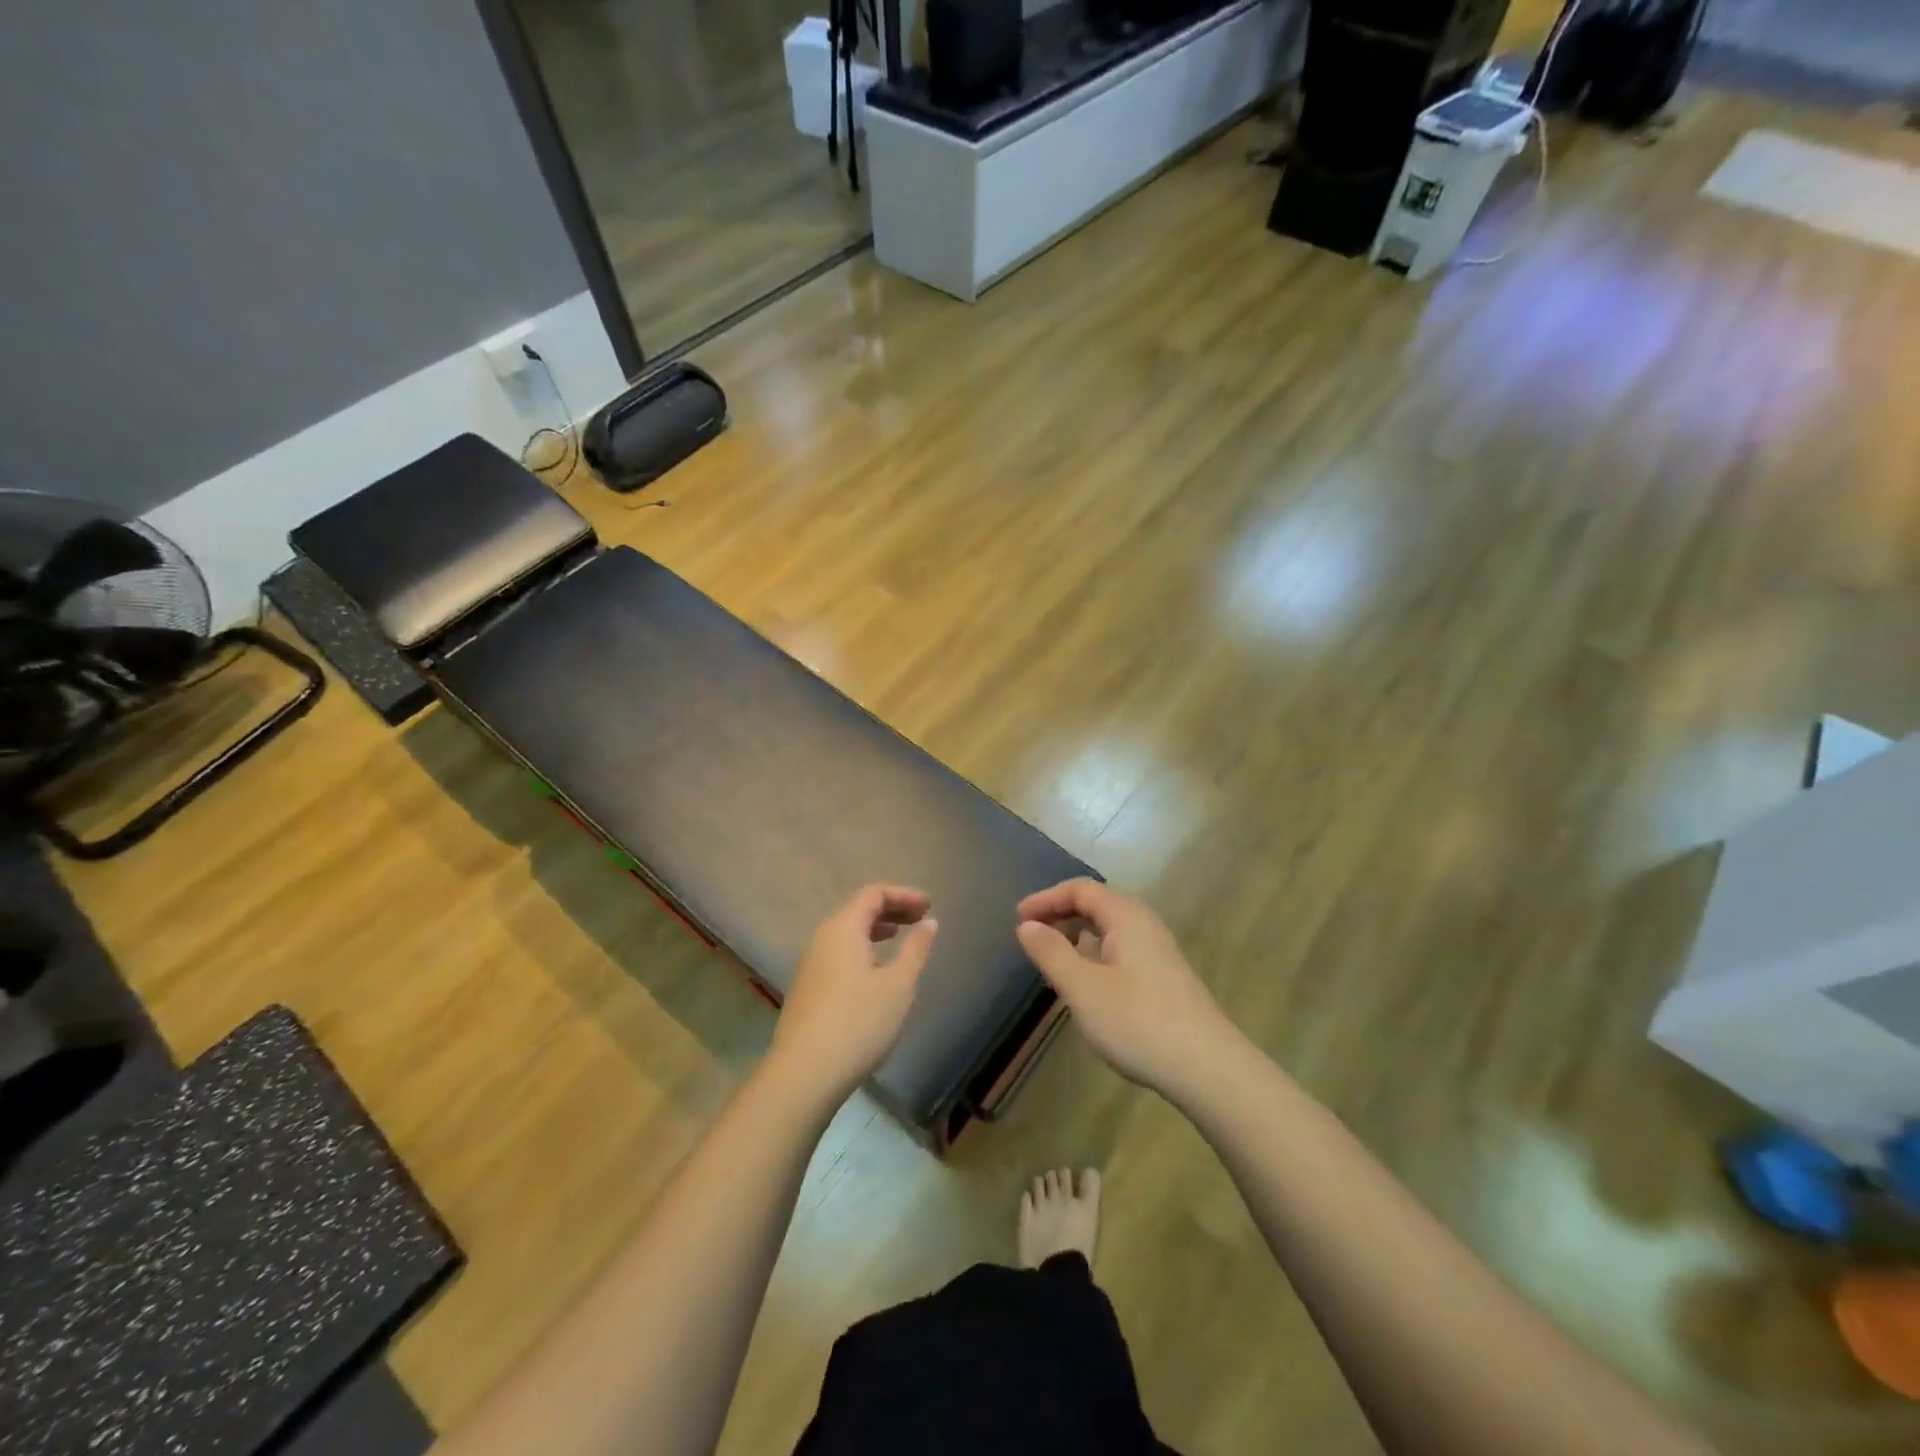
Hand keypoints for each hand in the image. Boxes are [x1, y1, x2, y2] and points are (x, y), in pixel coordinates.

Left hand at [766, 884, 937, 1106]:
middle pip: (858, 910)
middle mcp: (822, 939)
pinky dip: (862, 950)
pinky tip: (876, 973)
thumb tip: (928, 922)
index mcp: (843, 928)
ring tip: (900, 939)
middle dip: (891, 910)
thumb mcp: (898, 985)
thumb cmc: (859, 1022)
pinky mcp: (808, 990)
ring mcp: (811, 965)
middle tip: (920, 919)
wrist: (805, 1074)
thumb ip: (915, 949)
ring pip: (847, 934)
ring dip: (876, 931)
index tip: (929, 906)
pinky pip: (839, 954)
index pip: (873, 894)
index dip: (904, 895)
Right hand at [1016, 879, 1236, 1097]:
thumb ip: (1051, 952)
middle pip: (1096, 906)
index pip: (1080, 890)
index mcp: (1126, 916)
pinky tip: (1086, 987)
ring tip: (1052, 962)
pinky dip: (1094, 957)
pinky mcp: (1164, 978)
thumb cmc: (1138, 1021)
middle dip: (1060, 916)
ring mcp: (1158, 952)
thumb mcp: (1083, 988)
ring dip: (1077, 938)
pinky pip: (1120, 952)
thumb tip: (1027, 925)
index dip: (1046, 898)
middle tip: (1031, 938)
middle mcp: (1144, 925)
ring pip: (1109, 931)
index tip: (1018, 919)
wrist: (1208, 1068)